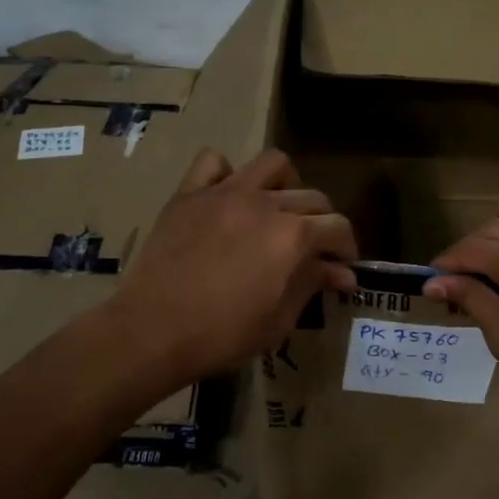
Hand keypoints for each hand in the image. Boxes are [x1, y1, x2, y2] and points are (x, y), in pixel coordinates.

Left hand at [113, 148, 358, 384]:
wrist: (151, 331)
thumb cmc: (221, 335)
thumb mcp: (278, 320)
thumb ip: (312, 285)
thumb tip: (343, 273)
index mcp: (293, 236)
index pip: (337, 227)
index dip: (347, 247)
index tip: (343, 267)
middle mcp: (265, 203)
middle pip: (312, 197)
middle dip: (322, 222)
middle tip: (313, 248)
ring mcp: (225, 192)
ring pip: (272, 164)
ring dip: (285, 184)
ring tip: (278, 209)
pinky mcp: (190, 194)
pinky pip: (213, 163)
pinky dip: (226, 174)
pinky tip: (228, 197)